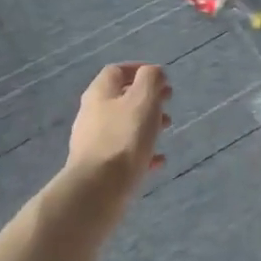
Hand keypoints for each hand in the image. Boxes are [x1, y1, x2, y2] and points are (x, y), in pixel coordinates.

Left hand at [65, 63, 171, 200]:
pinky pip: (123, 153)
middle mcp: (92, 114)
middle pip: (121, 98)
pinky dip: (142, 152)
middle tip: (168, 102)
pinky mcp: (99, 168)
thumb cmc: (124, 138)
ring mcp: (93, 142)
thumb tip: (153, 72)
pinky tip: (158, 161)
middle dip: (147, 98)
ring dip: (146, 124)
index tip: (162, 77)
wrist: (98, 190)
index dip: (139, 70)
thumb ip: (150, 79)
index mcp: (100, 93)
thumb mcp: (143, 100)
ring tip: (167, 130)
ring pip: (123, 125)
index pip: (117, 71)